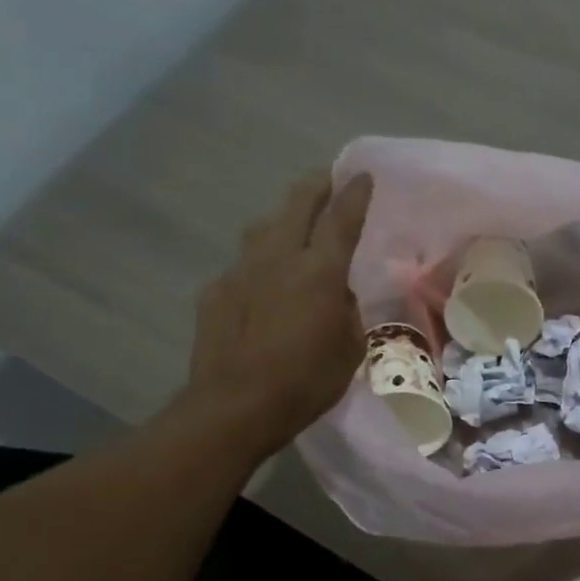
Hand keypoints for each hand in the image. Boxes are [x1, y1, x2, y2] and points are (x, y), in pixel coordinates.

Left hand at [181, 171, 374, 445]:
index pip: (342, 219)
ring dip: (283, 220)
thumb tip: (337, 294)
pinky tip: (263, 287)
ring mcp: (241, 269)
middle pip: (297, 204)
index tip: (363, 175)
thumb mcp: (349, 348)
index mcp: (320, 272)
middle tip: (327, 180)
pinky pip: (244, 265)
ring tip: (294, 227)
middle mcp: (279, 258)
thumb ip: (347, 311)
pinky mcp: (216, 289)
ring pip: (265, 227)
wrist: (235, 405)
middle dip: (315, 186)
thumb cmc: (306, 381)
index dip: (355, 194)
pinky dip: (260, 266)